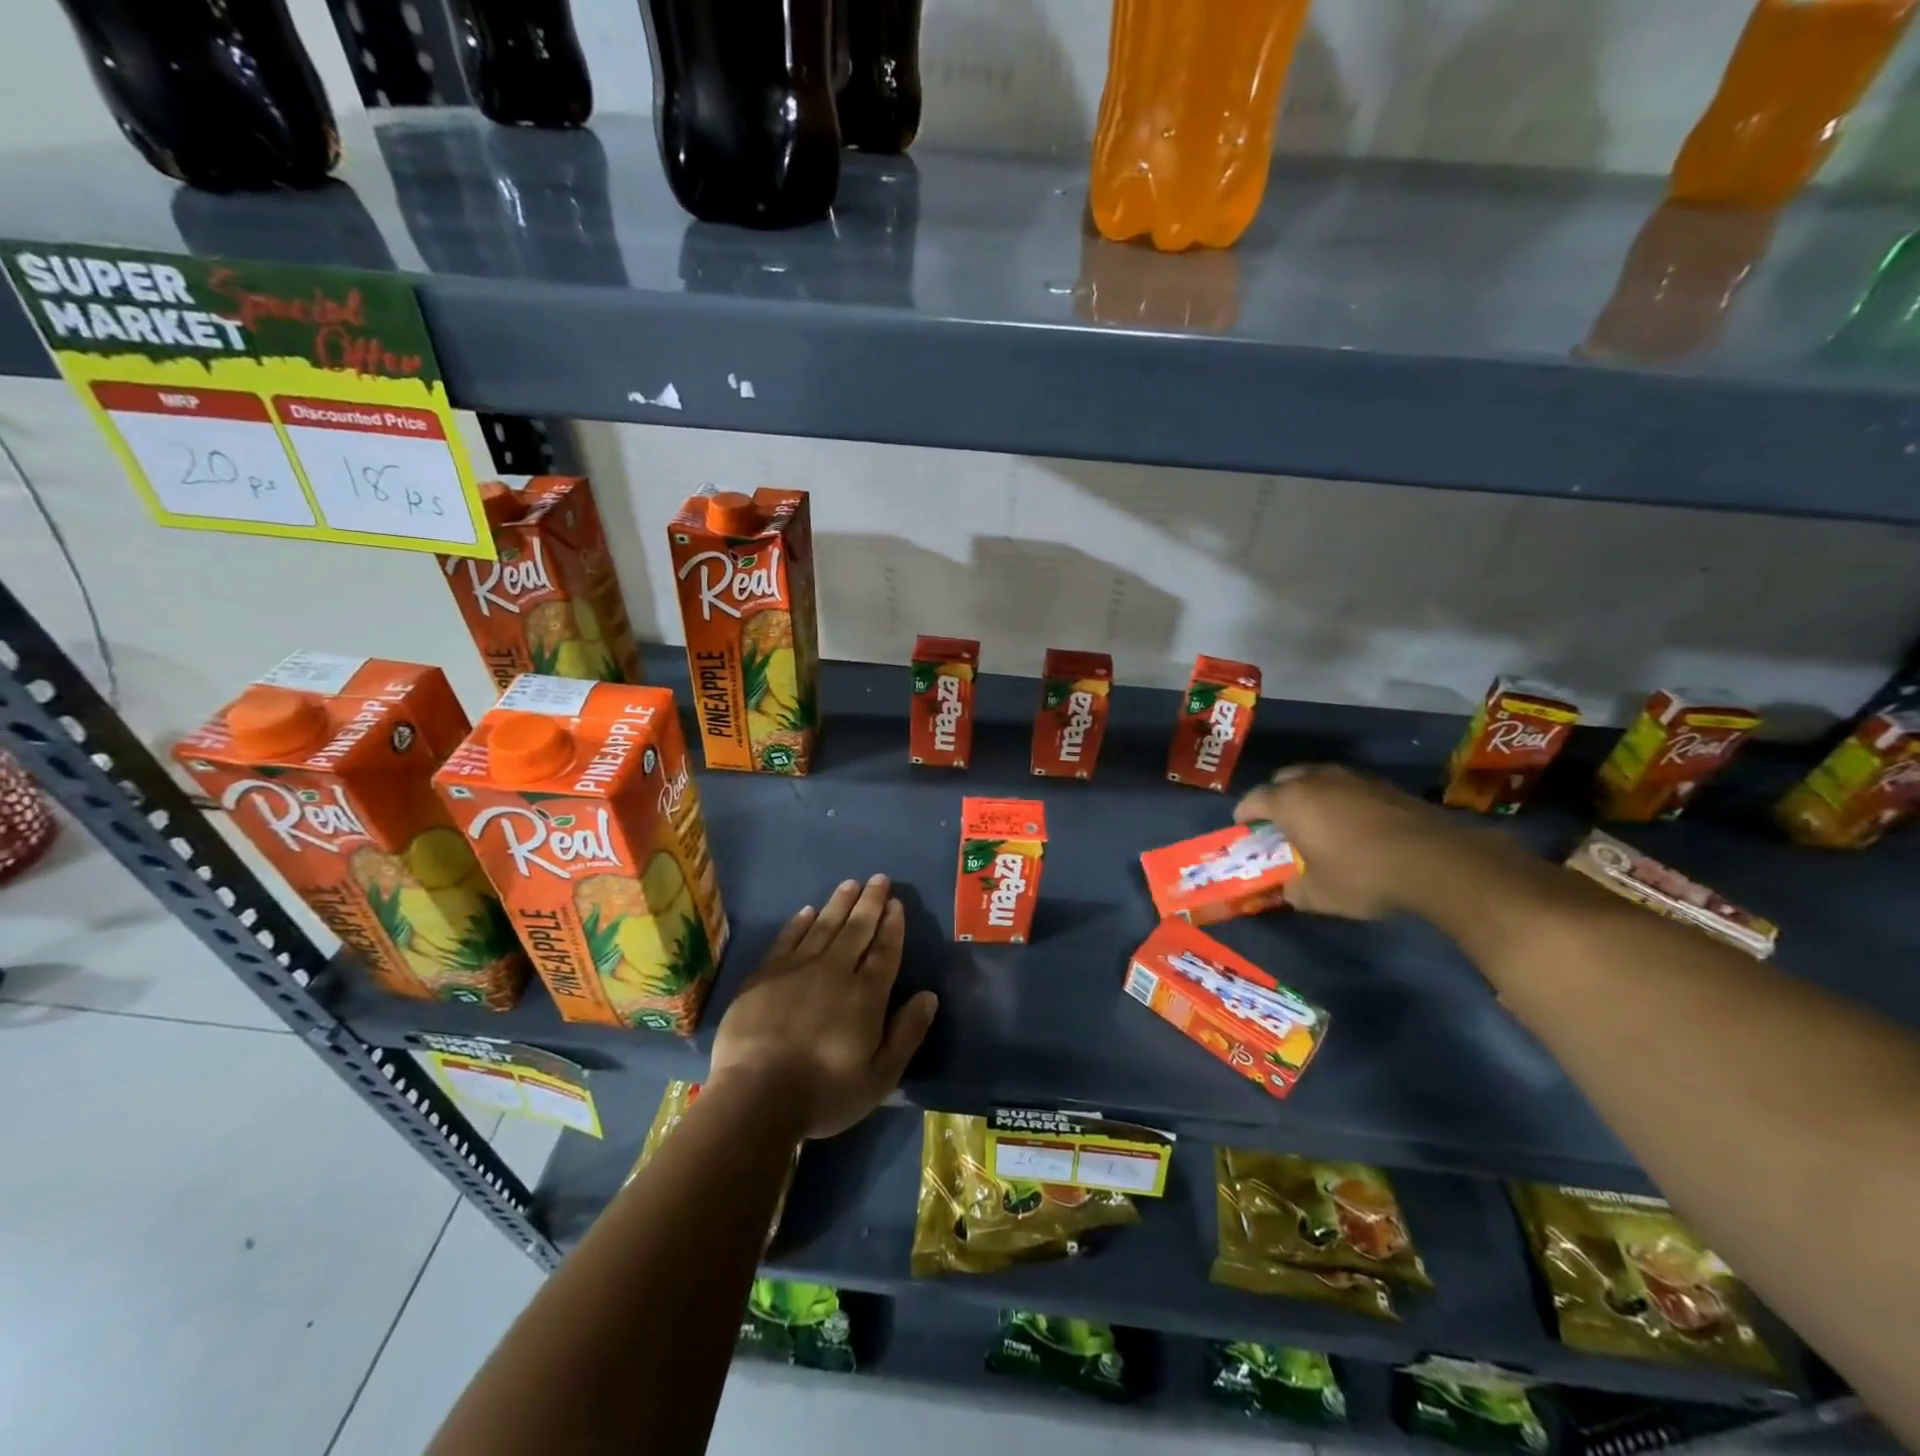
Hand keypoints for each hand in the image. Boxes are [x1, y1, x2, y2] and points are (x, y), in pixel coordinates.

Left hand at [708, 874, 939, 1140]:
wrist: (756, 1096)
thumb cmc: (824, 1092)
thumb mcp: (880, 1075)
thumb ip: (907, 1033)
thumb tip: (929, 995)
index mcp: (866, 995)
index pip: (884, 951)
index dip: (892, 926)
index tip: (897, 904)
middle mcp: (835, 972)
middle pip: (856, 929)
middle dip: (870, 903)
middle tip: (878, 879)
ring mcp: (797, 969)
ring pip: (823, 926)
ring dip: (839, 903)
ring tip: (850, 884)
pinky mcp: (764, 975)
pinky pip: (787, 939)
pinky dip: (800, 923)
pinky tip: (808, 911)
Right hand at [1233, 764, 1466, 919]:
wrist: (1436, 861)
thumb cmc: (1362, 875)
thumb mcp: (1319, 895)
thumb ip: (1295, 890)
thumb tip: (1289, 889)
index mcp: (1289, 801)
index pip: (1253, 799)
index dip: (1244, 814)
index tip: (1244, 828)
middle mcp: (1315, 780)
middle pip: (1283, 779)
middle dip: (1276, 797)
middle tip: (1280, 823)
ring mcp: (1352, 777)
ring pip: (1317, 778)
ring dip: (1310, 795)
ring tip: (1317, 821)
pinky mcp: (1383, 784)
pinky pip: (1347, 786)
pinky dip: (1340, 799)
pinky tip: (1353, 824)